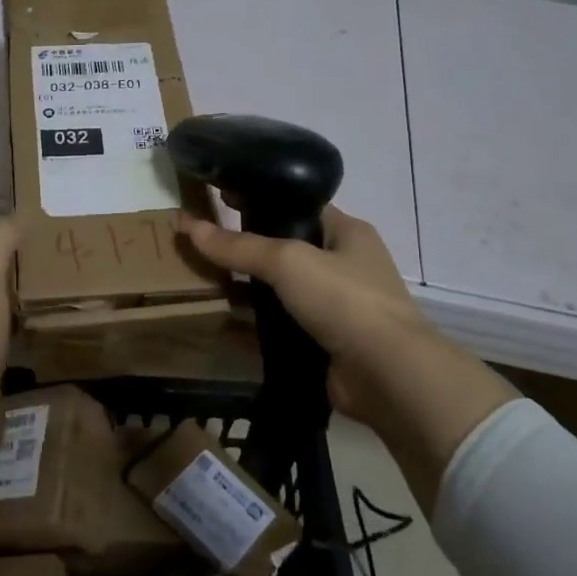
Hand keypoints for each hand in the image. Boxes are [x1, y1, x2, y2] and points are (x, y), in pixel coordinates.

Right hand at [183, 208, 516, 485]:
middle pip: (286, 250)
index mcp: (347, 232)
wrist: (386, 374)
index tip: (220, 202)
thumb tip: (190, 226)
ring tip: (205, 283)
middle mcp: (345, 265)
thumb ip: (239, 246)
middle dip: (248, 251)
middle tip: (205, 247)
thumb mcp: (288, 261)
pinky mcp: (326, 342)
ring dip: (249, 291)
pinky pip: (282, 327)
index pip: (298, 206)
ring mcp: (337, 307)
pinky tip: (222, 324)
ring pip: (282, 291)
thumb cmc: (344, 299)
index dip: (260, 201)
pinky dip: (256, 327)